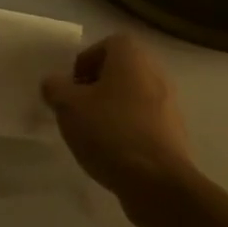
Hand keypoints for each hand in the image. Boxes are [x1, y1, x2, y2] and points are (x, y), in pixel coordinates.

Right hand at [43, 35, 201, 225]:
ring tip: (91, 133)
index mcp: (132, 58)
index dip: (85, 61)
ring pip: (132, 97)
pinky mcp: (174, 134)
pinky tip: (111, 152)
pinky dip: (127, 130)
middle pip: (120, 71)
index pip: (107, 44)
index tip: (70, 87)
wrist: (157, 182)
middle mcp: (155, 73)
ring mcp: (169, 104)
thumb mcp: (68, 106)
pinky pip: (143, 122)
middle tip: (76, 109)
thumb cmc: (110, 131)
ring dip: (111, 109)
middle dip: (96, 87)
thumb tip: (54, 83)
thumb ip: (55, 88)